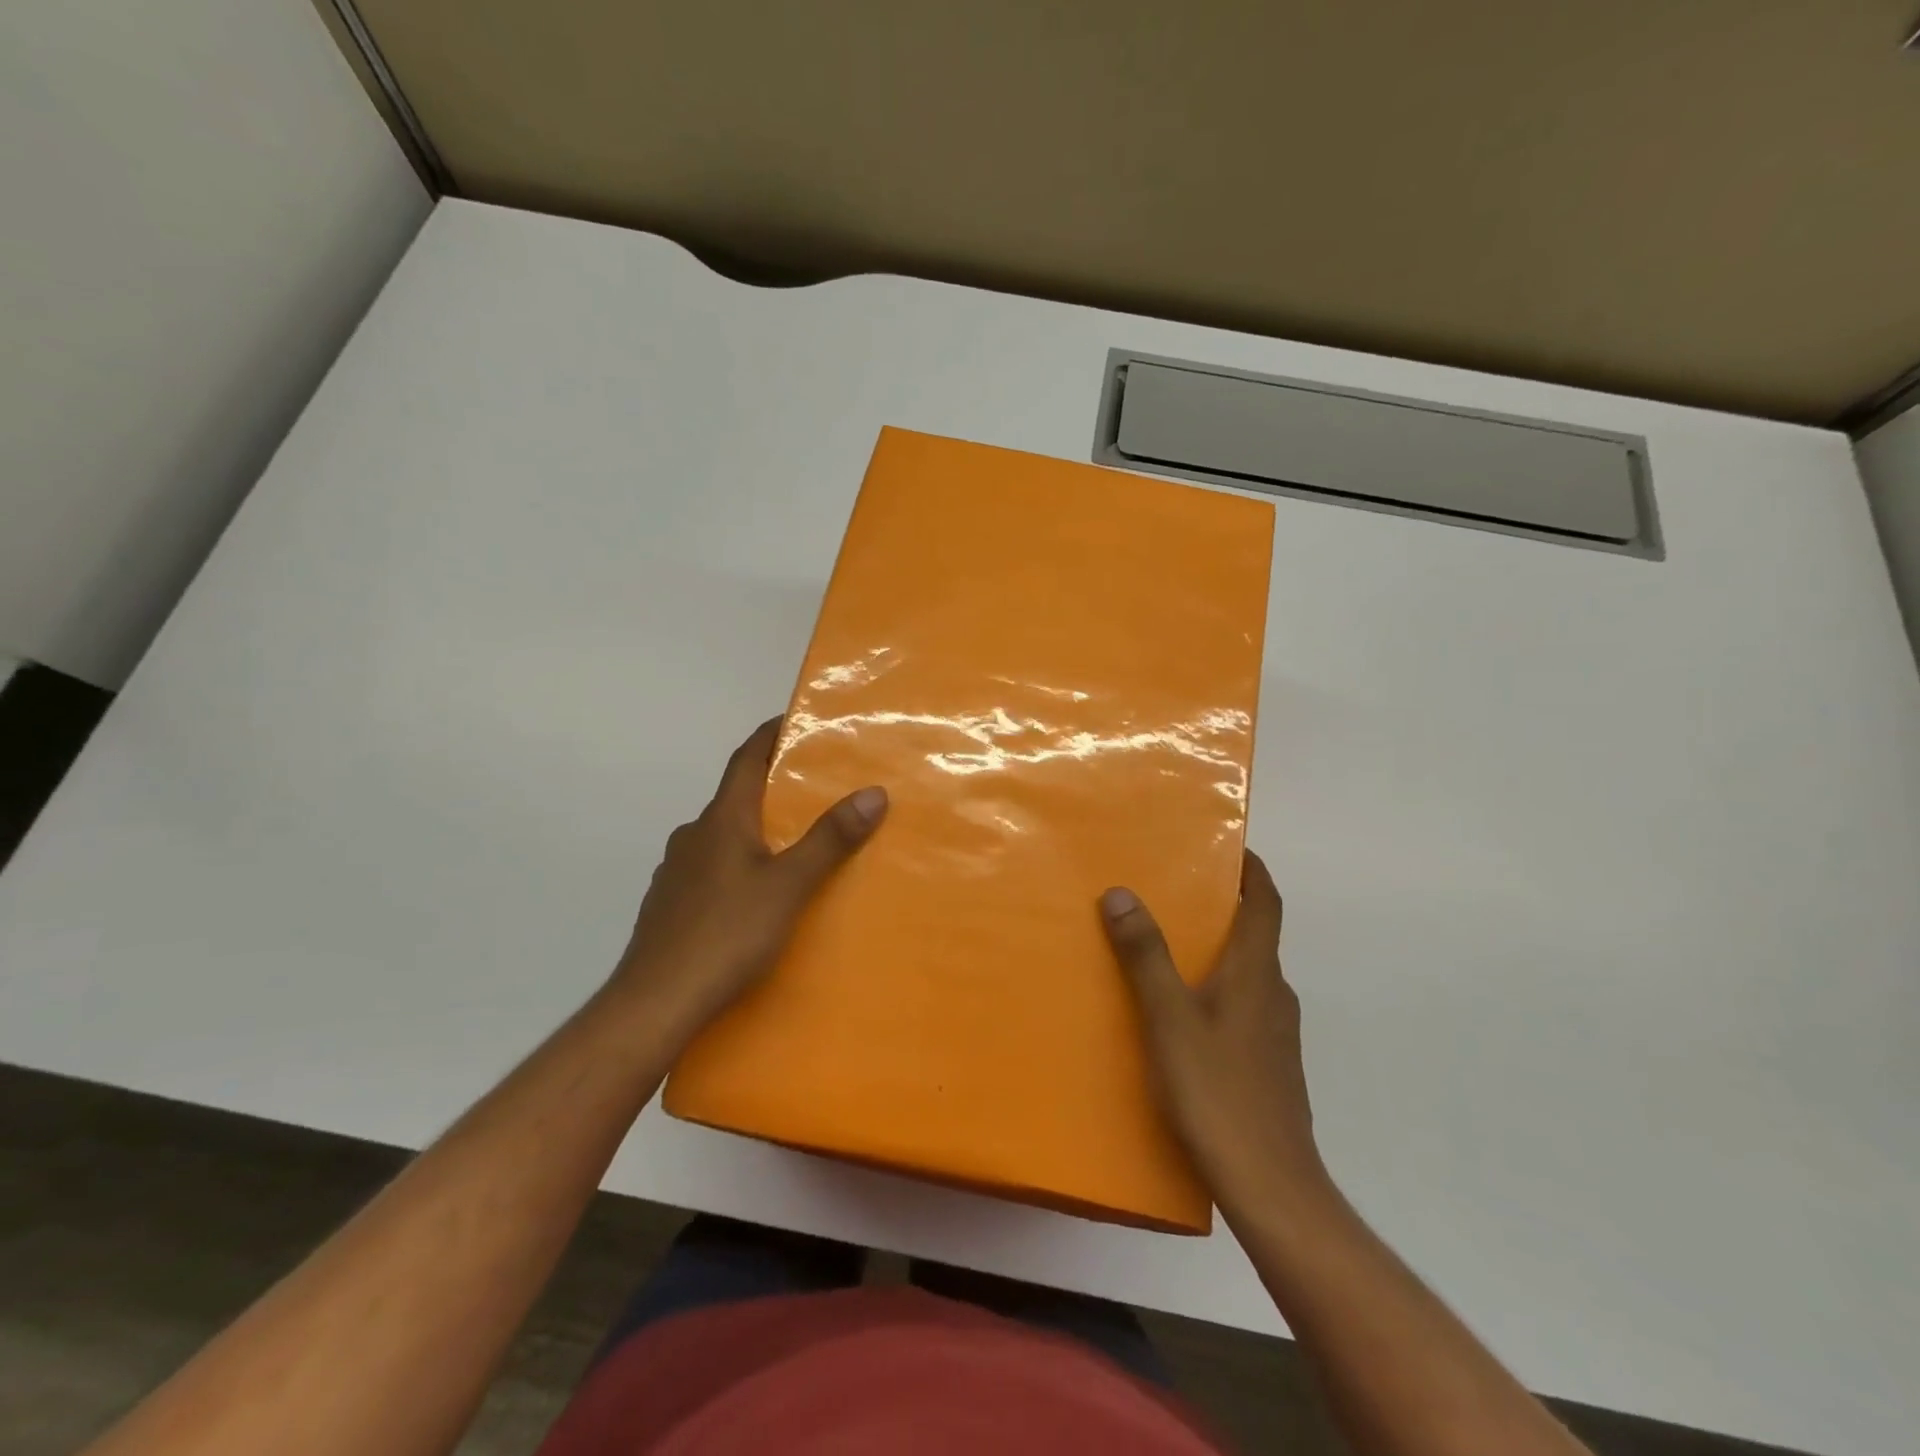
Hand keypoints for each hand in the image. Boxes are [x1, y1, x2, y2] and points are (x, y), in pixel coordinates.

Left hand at [610, 718, 887, 1046]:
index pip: (746, 759)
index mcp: (721, 820)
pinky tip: (755, 897)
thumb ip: (830, 840)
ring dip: (754, 832)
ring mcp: (676, 872)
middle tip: (814, 792)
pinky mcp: (669, 906)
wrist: (654, 1004)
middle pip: (736, 798)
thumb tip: (873, 792)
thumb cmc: (726, 935)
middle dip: (772, 789)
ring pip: (722, 837)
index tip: (795, 721)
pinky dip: (737, 866)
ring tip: (792, 848)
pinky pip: (711, 870)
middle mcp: (693, 836)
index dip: (769, 735)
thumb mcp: (789, 886)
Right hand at [1099, 851, 1328, 1223]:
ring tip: (1167, 948)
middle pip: (1255, 935)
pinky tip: (1180, 1014)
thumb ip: (1145, 956)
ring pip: (1247, 973)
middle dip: (1222, 907)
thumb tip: (1122, 893)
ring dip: (1216, 950)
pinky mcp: (1269, 1064)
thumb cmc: (1218, 1091)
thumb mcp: (1169, 1018)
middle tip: (1174, 892)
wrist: (1271, 1186)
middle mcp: (1273, 993)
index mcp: (1256, 972)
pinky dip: (1216, 988)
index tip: (1231, 846)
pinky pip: (1242, 1006)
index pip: (1266, 903)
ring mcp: (1275, 1032)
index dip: (1252, 870)